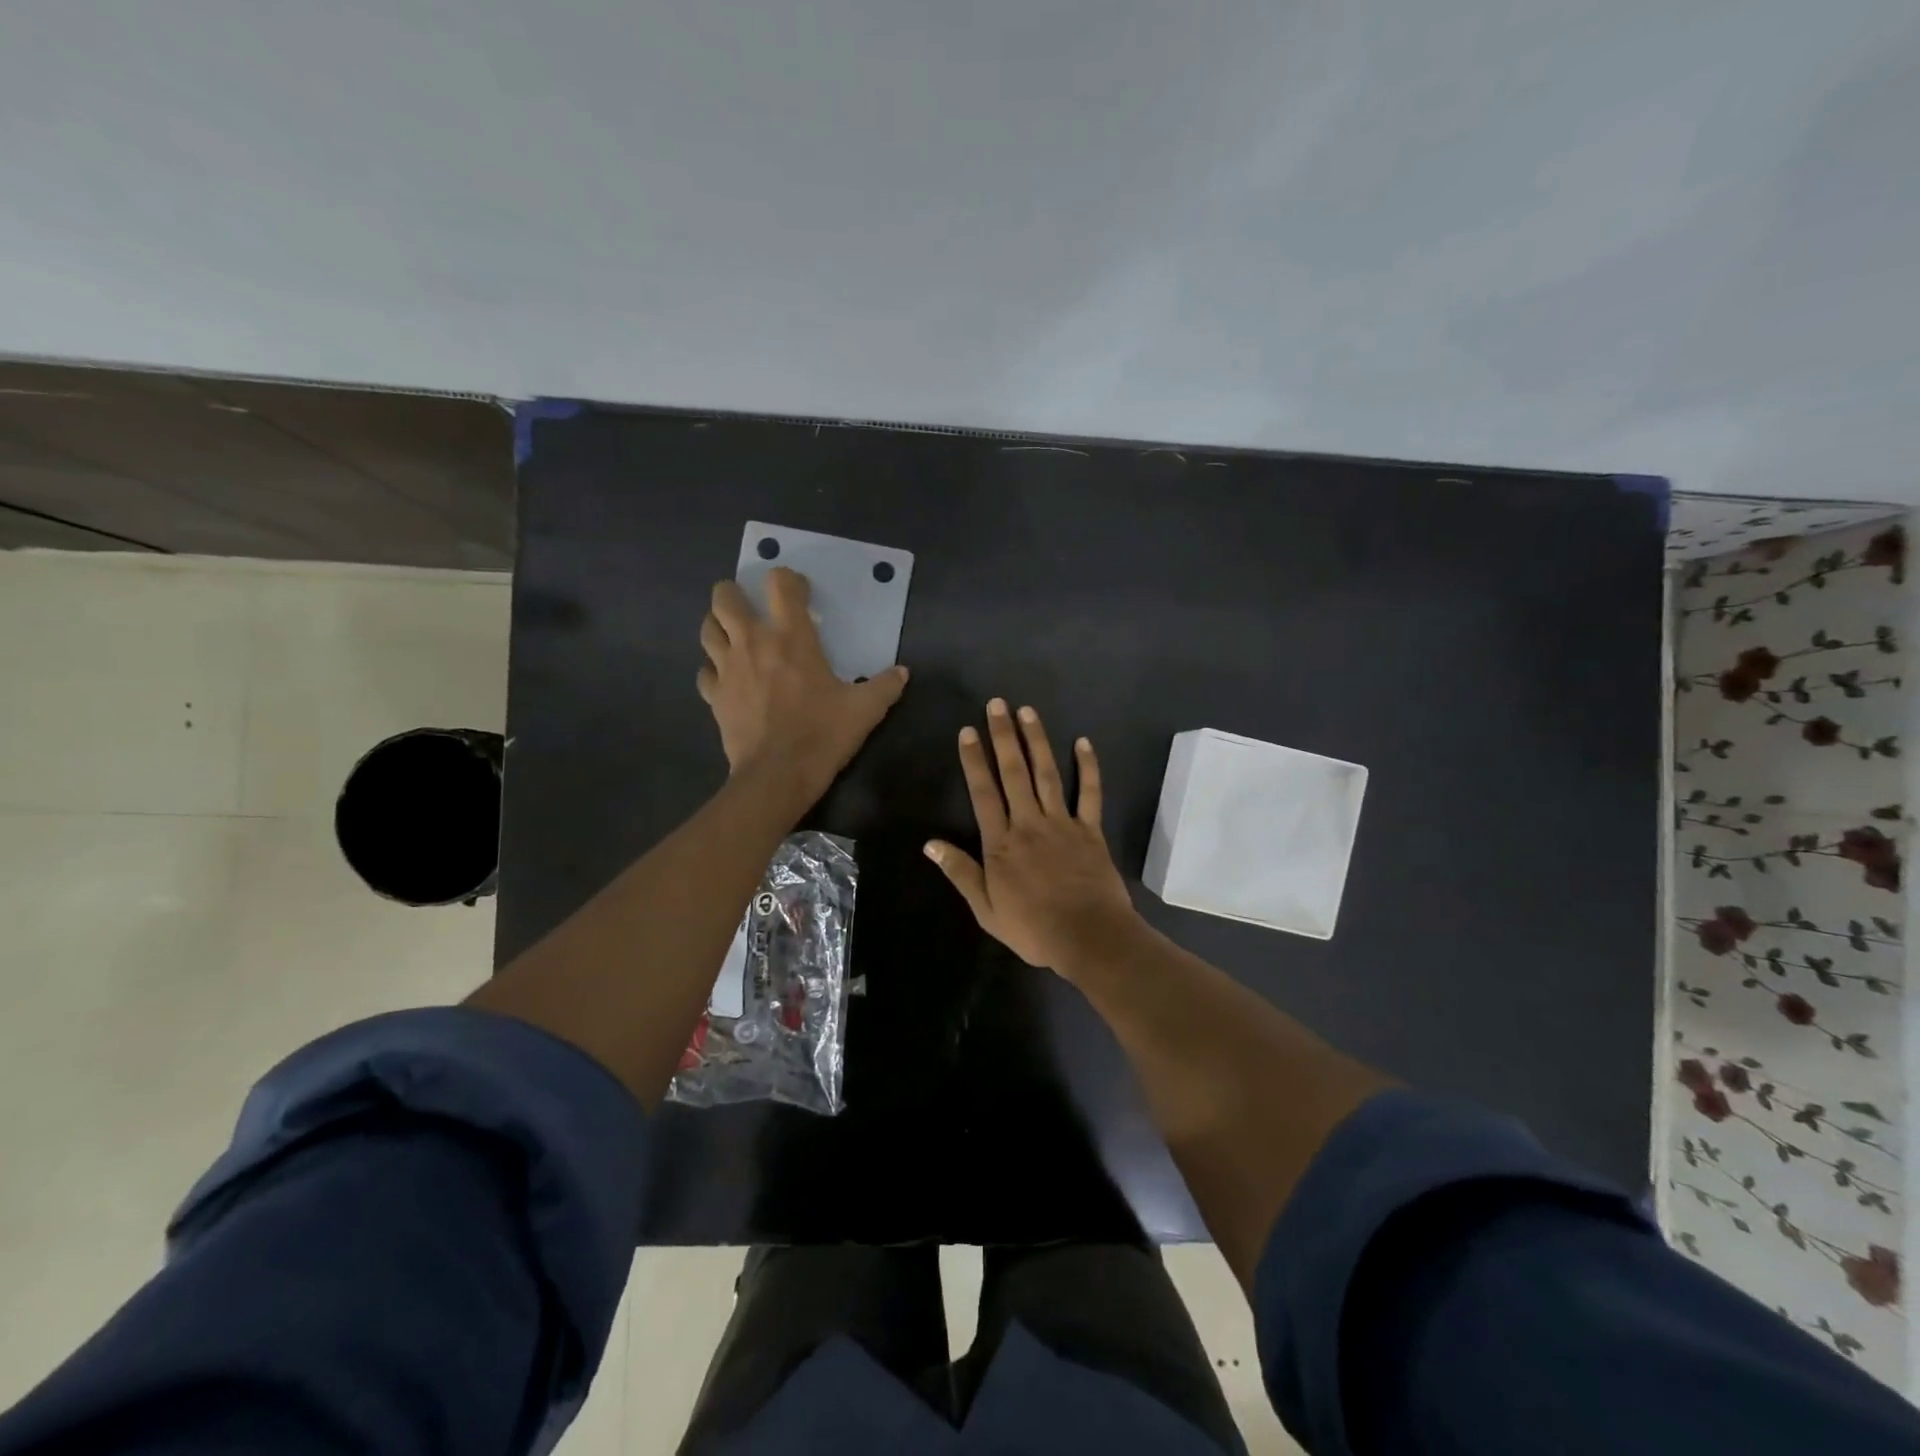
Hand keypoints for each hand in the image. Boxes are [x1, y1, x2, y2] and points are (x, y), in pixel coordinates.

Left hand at [698, 568, 908, 801]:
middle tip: (752, 607)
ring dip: (718, 625)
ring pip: (708, 628)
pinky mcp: (714, 696)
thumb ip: (885, 686)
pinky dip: (714, 669)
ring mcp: (727, 668)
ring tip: (734, 634)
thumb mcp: (865, 710)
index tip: (800, 594)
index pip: (780, 584)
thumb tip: (902, 672)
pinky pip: (705, 671)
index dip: (788, 580)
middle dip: (735, 593)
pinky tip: (727, 678)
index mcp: (791, 637)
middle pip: (725, 597)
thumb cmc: (822, 734)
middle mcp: (752, 642)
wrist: (778, 775)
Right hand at [924, 699, 1140, 977]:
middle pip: (1013, 772)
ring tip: (1027, 711)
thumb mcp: (986, 909)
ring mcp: (1062, 823)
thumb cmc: (1033, 928)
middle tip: (997, 704)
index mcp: (1000, 843)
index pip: (983, 792)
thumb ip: (960, 872)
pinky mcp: (1090, 830)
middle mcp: (1028, 823)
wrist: (1088, 936)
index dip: (973, 760)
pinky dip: (1088, 767)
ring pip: (1047, 773)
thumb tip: (930, 844)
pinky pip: (1090, 793)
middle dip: (1003, 736)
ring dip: (1036, 741)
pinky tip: (1083, 742)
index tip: (967, 731)